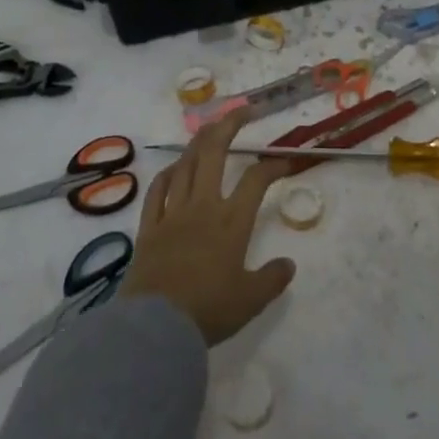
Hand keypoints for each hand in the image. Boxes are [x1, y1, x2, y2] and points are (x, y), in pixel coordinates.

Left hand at [119, 109, 295, 344]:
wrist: (156, 327)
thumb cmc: (207, 311)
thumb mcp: (249, 301)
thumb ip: (271, 280)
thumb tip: (289, 265)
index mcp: (231, 221)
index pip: (255, 180)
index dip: (272, 165)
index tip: (283, 159)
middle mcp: (203, 206)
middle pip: (215, 152)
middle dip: (229, 125)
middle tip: (242, 111)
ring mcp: (173, 212)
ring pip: (186, 164)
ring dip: (199, 142)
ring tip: (210, 129)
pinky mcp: (149, 226)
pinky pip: (157, 190)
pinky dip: (167, 174)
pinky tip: (174, 168)